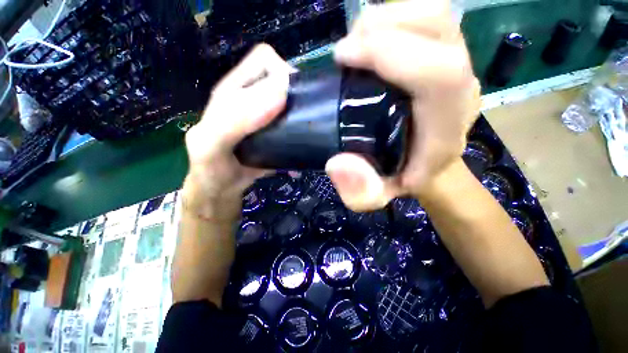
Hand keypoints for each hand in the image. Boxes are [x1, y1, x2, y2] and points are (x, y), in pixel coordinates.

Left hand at [182, 44, 291, 220]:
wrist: (222, 188)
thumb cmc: (211, 166)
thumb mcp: (212, 142)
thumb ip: (236, 119)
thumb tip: (280, 95)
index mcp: (235, 90)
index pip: (264, 62)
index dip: (282, 73)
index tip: (293, 100)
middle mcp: (254, 99)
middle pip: (284, 81)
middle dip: (299, 93)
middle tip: (305, 117)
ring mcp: (269, 117)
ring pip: (294, 103)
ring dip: (305, 112)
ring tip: (310, 129)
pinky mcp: (278, 134)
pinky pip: (296, 125)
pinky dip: (304, 130)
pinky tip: (306, 142)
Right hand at [325, 0, 480, 210]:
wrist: (425, 162)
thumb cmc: (401, 177)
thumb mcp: (377, 196)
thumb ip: (360, 193)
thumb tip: (337, 163)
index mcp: (446, 126)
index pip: (438, 74)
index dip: (389, 54)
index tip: (343, 58)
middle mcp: (459, 88)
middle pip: (438, 26)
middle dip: (383, 27)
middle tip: (346, 50)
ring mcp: (456, 63)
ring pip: (432, 13)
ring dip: (386, 18)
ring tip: (356, 44)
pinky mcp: (444, 52)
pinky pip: (424, 17)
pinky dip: (392, 19)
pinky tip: (370, 43)